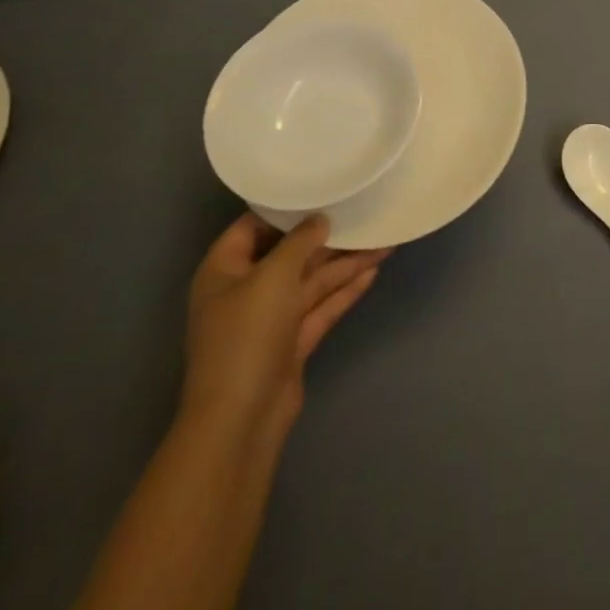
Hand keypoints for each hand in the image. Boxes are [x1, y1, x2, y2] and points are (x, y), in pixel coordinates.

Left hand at [179, 214, 388, 447]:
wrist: (241, 420)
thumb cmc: (246, 336)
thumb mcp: (272, 277)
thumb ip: (299, 242)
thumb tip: (319, 219)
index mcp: (225, 269)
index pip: (254, 226)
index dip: (286, 208)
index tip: (322, 189)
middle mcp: (247, 289)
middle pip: (291, 254)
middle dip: (328, 238)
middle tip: (364, 213)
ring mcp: (270, 318)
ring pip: (312, 281)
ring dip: (345, 264)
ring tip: (384, 241)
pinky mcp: (292, 342)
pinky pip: (321, 307)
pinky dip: (345, 291)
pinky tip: (373, 272)